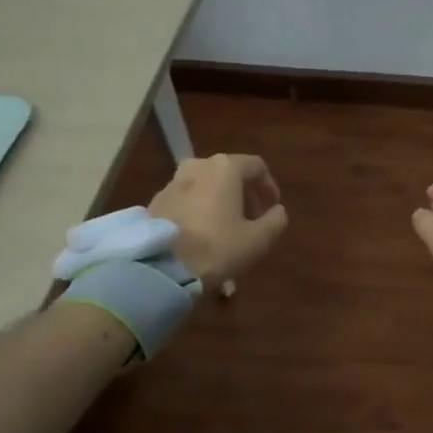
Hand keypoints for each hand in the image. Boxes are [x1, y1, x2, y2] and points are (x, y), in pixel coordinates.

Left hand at [147, 154, 287, 287]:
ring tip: (227, 233)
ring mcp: (173, 183)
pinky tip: (203, 240)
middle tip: (252, 222)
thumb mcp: (258, 240)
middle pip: (229, 175)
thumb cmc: (217, 247)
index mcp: (225, 168)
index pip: (257, 167)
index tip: (273, 208)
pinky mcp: (155, 202)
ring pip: (206, 189)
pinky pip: (187, 203)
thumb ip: (276, 220)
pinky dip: (200, 214)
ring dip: (221, 206)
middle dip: (244, 197)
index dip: (269, 187)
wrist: (160, 266)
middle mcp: (198, 166)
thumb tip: (277, 211)